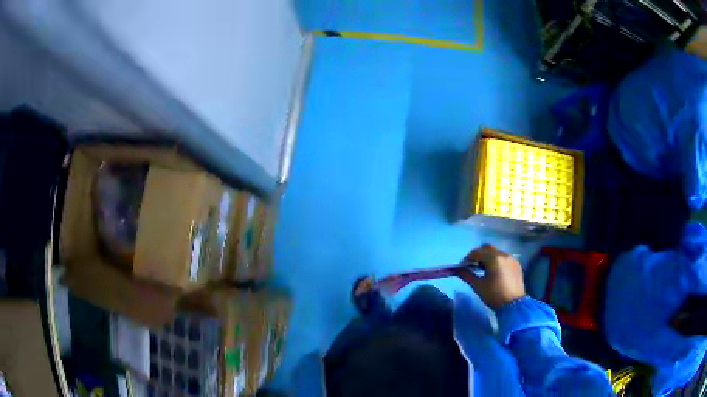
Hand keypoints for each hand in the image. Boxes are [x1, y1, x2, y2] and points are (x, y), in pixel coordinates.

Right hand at [456, 244, 525, 309]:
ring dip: (488, 257)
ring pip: (496, 252)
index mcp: (494, 258)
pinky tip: (494, 272)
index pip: (477, 252)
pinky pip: (504, 258)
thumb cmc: (494, 295)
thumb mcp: (478, 286)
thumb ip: (466, 275)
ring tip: (483, 269)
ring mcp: (511, 259)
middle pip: (487, 248)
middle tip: (472, 264)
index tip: (463, 266)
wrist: (514, 305)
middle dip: (478, 254)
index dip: (468, 257)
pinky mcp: (516, 264)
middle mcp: (503, 255)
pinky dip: (497, 261)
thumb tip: (457, 270)